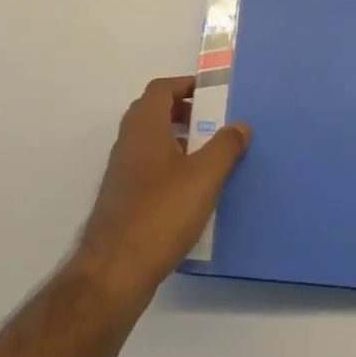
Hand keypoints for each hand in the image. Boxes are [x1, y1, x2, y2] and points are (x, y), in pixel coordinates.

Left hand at [73, 76, 251, 310]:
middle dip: (183, 112)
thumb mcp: (204, 177)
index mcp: (144, 128)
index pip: (160, 89)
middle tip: (212, 122)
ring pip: (150, 142)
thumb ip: (225, 147)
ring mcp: (122, 173)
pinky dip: (169, 167)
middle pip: (153, 113)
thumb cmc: (161, 213)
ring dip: (177, 141)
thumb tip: (240, 125)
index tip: (211, 94)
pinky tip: (191, 192)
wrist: (115, 272)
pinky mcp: (123, 200)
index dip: (185, 85)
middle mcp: (128, 143)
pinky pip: (148, 168)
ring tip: (208, 156)